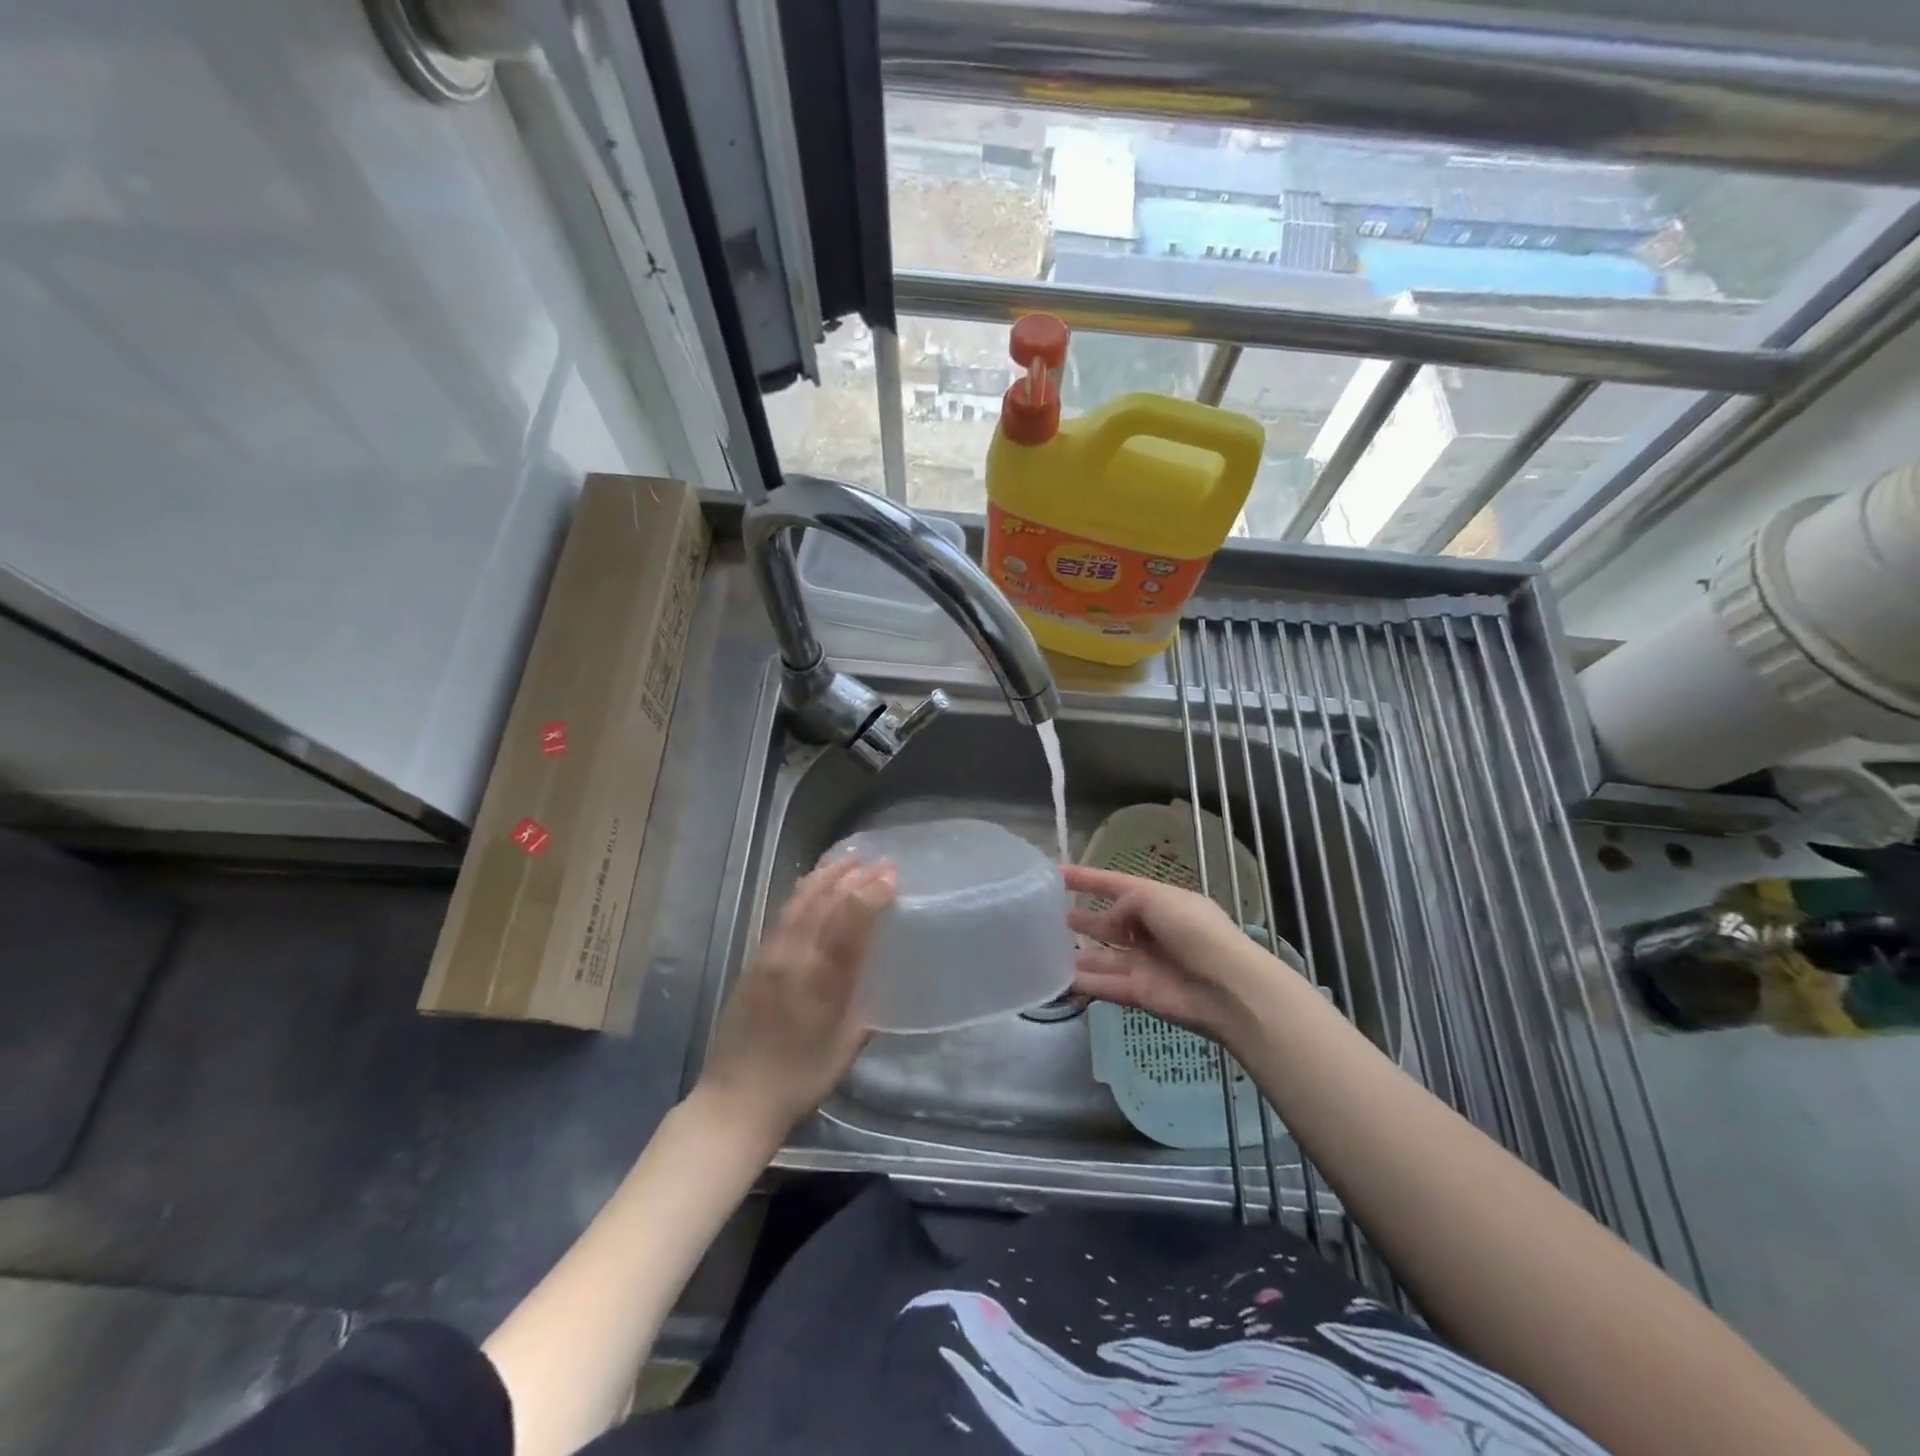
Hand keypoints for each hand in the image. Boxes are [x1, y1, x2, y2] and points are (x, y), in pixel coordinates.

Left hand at [695, 853, 895, 1141]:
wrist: (735, 1100)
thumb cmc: (800, 1081)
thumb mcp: (846, 1049)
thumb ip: (866, 1011)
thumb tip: (883, 984)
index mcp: (823, 980)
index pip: (851, 919)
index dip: (872, 892)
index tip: (893, 876)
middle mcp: (795, 958)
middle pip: (825, 902)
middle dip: (854, 877)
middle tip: (879, 862)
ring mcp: (770, 956)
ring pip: (800, 902)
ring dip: (826, 877)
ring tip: (848, 861)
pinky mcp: (754, 961)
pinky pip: (783, 914)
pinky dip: (803, 893)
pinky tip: (812, 886)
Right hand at [1066, 864, 1277, 1044]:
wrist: (1226, 988)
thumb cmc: (1194, 931)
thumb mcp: (1158, 899)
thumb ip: (1127, 902)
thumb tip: (1111, 916)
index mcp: (1161, 902)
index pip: (1117, 885)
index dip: (1088, 879)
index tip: (1056, 873)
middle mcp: (1152, 931)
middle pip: (1110, 923)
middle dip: (1084, 919)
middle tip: (1049, 916)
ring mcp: (1146, 963)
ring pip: (1104, 956)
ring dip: (1079, 953)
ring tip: (1045, 948)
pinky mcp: (1140, 993)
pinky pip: (1106, 985)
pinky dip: (1084, 983)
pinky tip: (1058, 979)